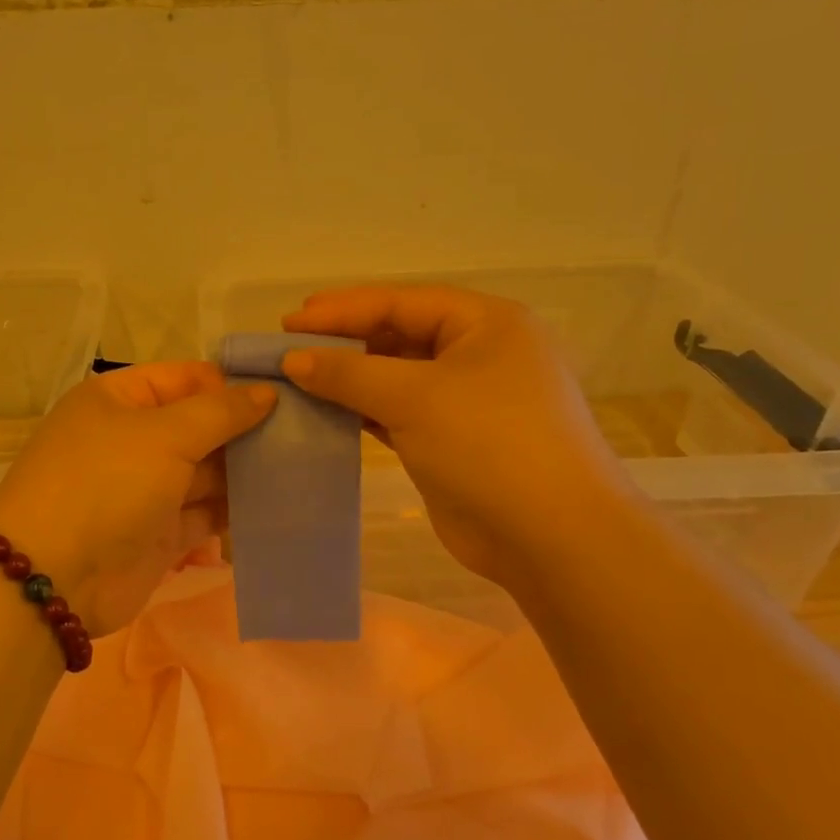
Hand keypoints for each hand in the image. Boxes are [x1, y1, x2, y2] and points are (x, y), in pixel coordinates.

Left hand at [0, 362, 275, 634]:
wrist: (55, 579)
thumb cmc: (106, 484)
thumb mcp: (163, 434)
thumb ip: (221, 412)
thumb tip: (266, 392)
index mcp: (118, 400)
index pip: (184, 378)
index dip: (230, 384)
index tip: (285, 393)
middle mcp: (131, 440)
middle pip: (199, 425)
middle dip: (245, 429)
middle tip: (305, 431)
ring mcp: (146, 489)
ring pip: (207, 471)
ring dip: (246, 470)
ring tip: (302, 464)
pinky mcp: (160, 533)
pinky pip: (206, 512)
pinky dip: (237, 508)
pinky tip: (280, 502)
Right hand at [281, 286, 629, 583]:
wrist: (551, 537)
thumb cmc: (489, 444)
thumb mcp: (415, 397)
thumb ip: (349, 373)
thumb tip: (292, 359)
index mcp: (486, 323)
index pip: (402, 302)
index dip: (343, 309)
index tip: (288, 321)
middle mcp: (479, 354)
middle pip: (399, 335)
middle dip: (344, 342)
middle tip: (289, 347)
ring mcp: (467, 400)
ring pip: (396, 377)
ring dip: (349, 378)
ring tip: (297, 378)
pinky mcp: (451, 440)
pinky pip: (398, 413)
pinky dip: (363, 411)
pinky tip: (325, 412)